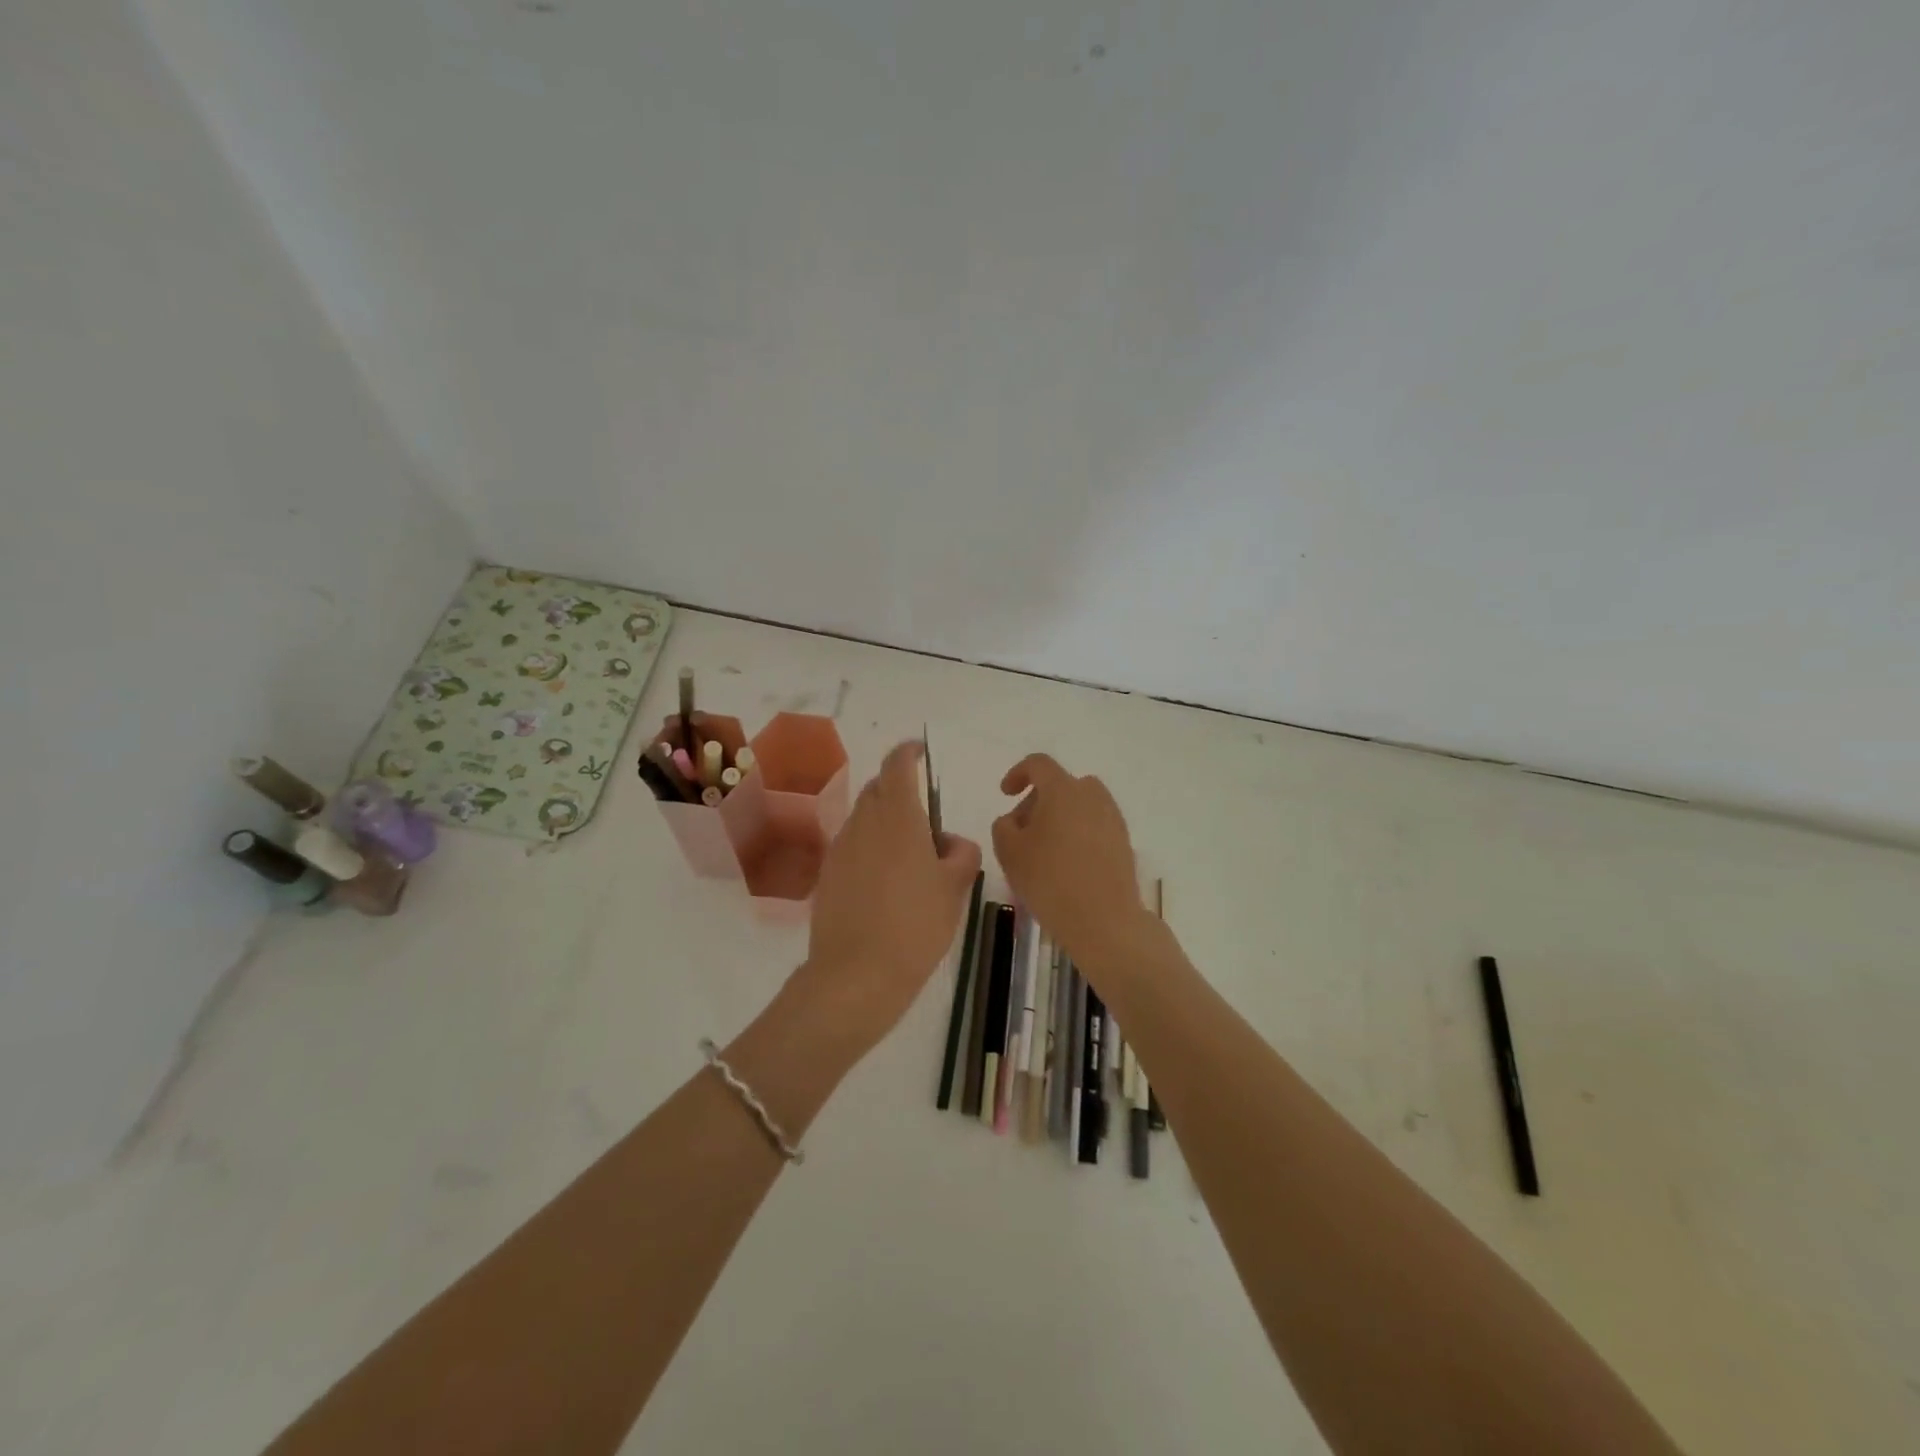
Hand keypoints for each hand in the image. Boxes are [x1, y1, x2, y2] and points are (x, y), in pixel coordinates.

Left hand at [799, 740, 982, 1051]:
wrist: (857, 975)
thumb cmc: (916, 926)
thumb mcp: (955, 889)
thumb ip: (961, 854)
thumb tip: (950, 843)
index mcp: (898, 818)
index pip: (897, 766)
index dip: (908, 752)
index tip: (919, 752)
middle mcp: (864, 824)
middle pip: (878, 789)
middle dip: (899, 790)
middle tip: (925, 821)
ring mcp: (841, 849)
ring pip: (864, 818)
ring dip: (885, 821)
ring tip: (909, 857)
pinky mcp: (828, 875)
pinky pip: (852, 846)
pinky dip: (870, 847)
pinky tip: (885, 882)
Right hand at [993, 754, 1147, 968]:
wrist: (1104, 920)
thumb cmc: (1050, 880)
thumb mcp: (1009, 852)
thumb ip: (1004, 826)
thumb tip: (1015, 820)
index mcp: (1063, 789)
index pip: (1039, 764)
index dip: (1018, 773)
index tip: (1005, 793)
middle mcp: (1092, 796)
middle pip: (1060, 785)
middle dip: (1037, 801)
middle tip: (1020, 832)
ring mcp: (1112, 819)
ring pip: (1079, 806)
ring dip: (1059, 818)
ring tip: (1043, 851)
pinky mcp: (1124, 842)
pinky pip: (1094, 826)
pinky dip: (1077, 835)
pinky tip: (1066, 866)